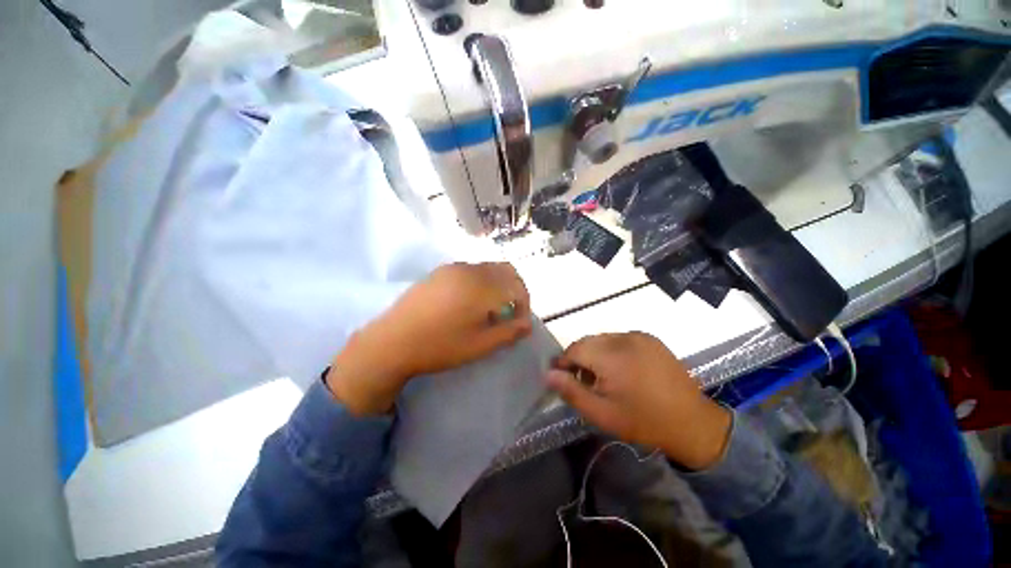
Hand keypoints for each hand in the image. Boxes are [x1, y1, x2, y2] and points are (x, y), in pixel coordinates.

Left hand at [327, 262, 531, 414]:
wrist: (392, 341)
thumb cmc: (439, 346)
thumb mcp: (480, 345)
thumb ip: (509, 332)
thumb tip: (528, 324)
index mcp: (482, 287)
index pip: (517, 286)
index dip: (524, 303)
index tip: (519, 321)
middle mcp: (470, 270)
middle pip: (506, 271)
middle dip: (515, 290)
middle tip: (509, 312)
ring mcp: (453, 268)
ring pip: (488, 268)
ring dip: (498, 284)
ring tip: (490, 308)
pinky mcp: (440, 271)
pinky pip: (471, 270)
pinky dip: (482, 281)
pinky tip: (470, 301)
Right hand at [546, 332, 731, 469]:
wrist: (692, 422)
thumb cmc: (642, 421)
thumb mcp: (601, 413)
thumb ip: (571, 391)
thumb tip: (548, 374)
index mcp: (611, 356)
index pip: (575, 349)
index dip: (564, 361)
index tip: (561, 376)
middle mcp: (624, 338)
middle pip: (588, 342)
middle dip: (579, 358)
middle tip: (581, 380)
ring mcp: (639, 336)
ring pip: (603, 339)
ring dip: (595, 353)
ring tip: (601, 376)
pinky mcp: (650, 339)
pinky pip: (620, 339)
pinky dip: (612, 350)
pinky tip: (620, 369)